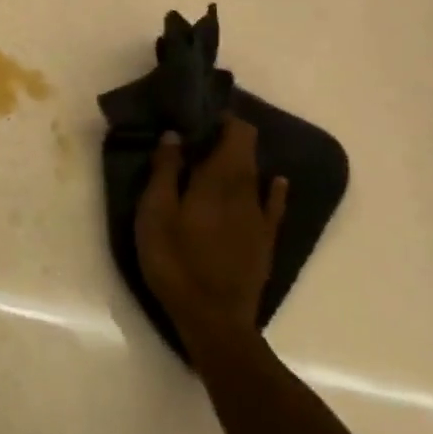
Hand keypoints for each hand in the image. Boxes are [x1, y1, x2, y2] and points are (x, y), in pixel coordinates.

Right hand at [135, 116, 287, 358]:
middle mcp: (246, 190)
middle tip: (199, 133)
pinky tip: (276, 182)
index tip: (199, 114)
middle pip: (246, 150)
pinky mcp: (265, 241)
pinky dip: (273, 189)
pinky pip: (273, 205)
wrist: (214, 319)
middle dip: (228, 135)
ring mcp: (260, 217)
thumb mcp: (156, 213)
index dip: (223, 118)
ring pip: (255, 174)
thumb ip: (165, 171)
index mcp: (219, 179)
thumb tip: (175, 134)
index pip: (236, 133)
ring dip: (241, 159)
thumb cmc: (175, 261)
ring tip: (218, 155)